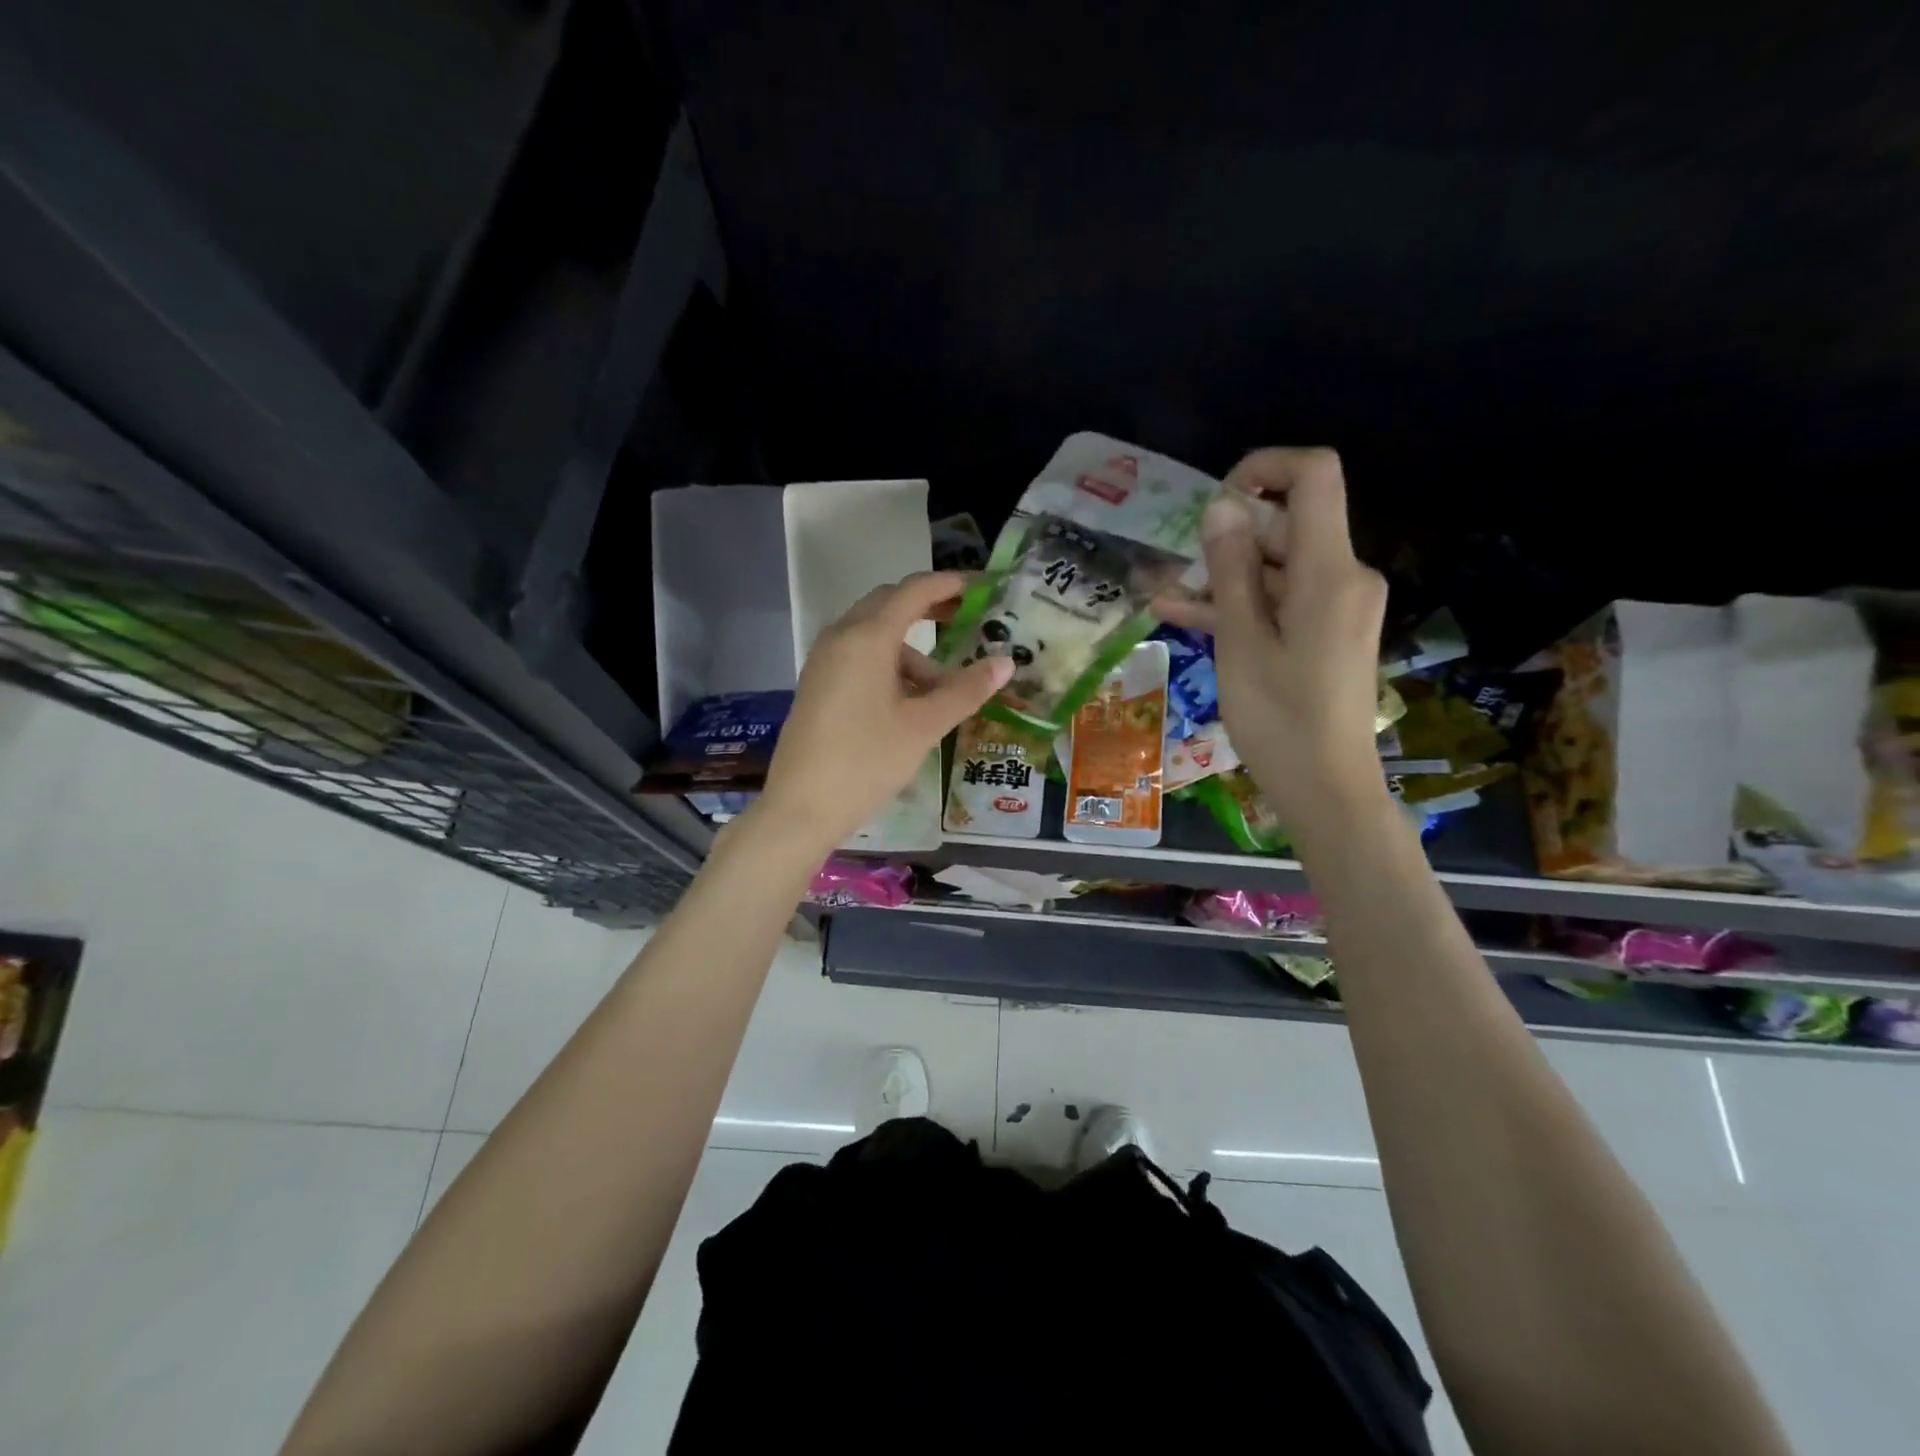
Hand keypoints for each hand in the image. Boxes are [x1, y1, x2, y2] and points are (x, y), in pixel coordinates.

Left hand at [759, 571, 1012, 850]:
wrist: (800, 809)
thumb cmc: (866, 762)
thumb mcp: (924, 726)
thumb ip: (966, 690)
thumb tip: (1006, 661)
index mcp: (867, 637)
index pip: (914, 590)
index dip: (951, 584)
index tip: (984, 587)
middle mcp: (841, 638)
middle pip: (890, 605)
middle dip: (931, 609)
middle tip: (969, 622)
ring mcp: (824, 662)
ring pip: (876, 637)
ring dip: (913, 652)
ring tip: (944, 692)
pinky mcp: (818, 685)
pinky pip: (859, 658)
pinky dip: (890, 668)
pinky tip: (909, 705)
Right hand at [1156, 448, 1390, 838]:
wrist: (1326, 788)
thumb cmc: (1279, 718)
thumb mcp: (1241, 642)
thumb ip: (1231, 570)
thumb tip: (1221, 506)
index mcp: (1329, 571)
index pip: (1315, 477)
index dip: (1265, 468)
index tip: (1216, 500)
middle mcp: (1344, 577)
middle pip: (1289, 526)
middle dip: (1230, 537)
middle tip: (1177, 564)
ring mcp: (1338, 607)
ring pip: (1278, 569)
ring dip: (1226, 578)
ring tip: (1166, 595)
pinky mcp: (1327, 633)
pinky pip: (1282, 603)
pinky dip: (1242, 606)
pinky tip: (1184, 615)